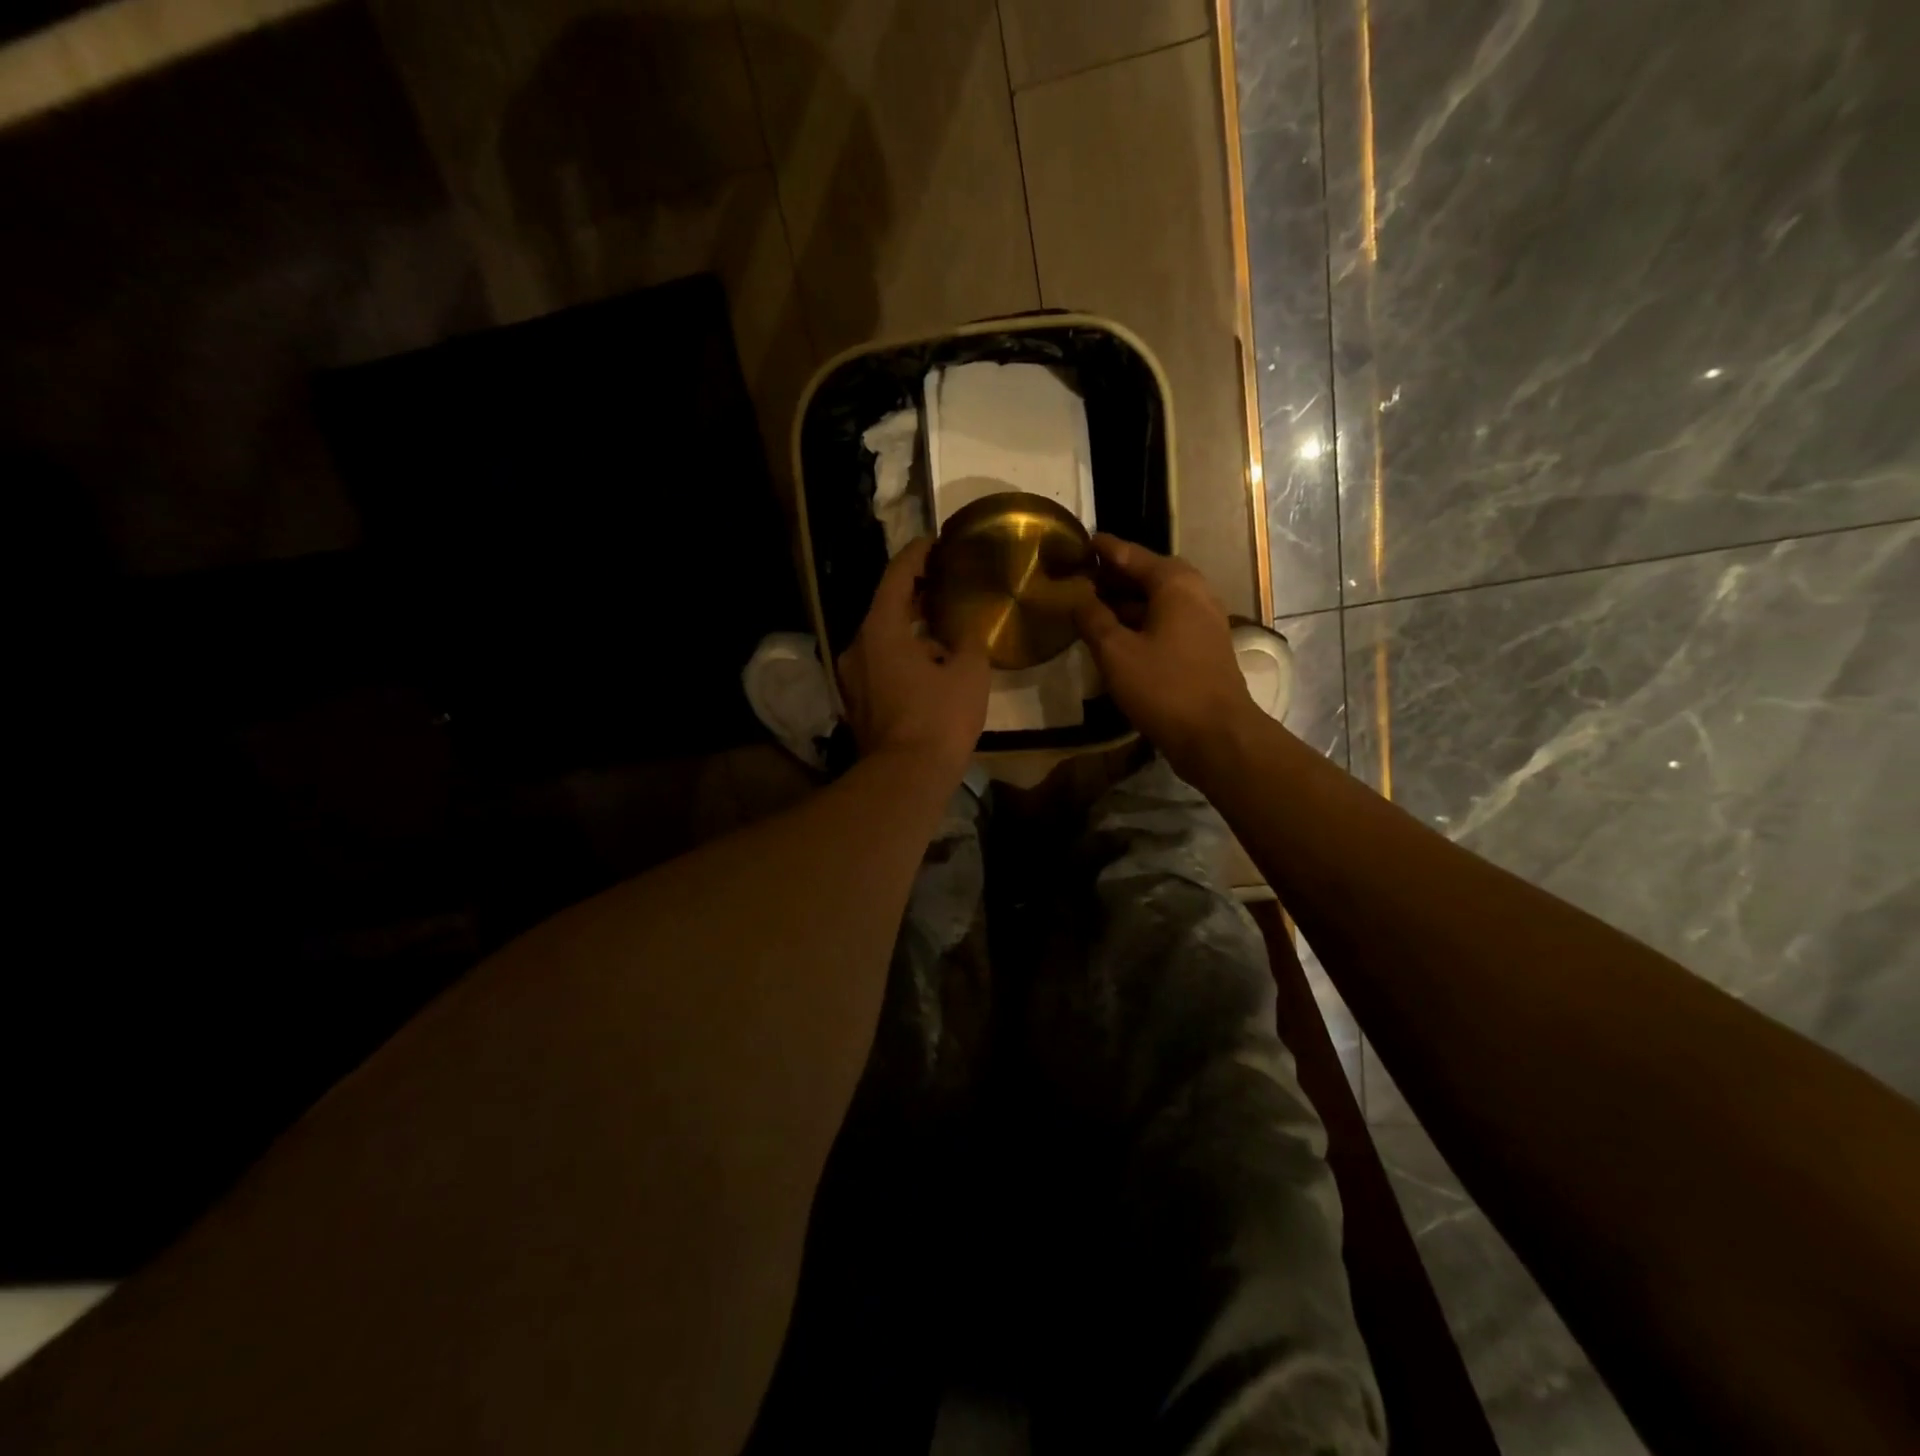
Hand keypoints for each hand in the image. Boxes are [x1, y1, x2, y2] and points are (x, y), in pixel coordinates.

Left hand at [839, 538, 990, 780]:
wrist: (906, 777)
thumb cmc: (939, 718)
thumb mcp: (969, 673)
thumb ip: (970, 641)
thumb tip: (968, 632)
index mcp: (880, 629)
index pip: (896, 577)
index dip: (917, 555)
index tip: (935, 543)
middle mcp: (857, 647)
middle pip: (886, 608)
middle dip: (915, 595)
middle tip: (945, 583)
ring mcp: (852, 677)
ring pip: (883, 640)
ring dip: (911, 630)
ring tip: (944, 627)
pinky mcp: (857, 702)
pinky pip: (881, 665)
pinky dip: (903, 656)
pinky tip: (931, 665)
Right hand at [1074, 533, 1258, 776]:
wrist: (1216, 735)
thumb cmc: (1164, 687)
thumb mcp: (1116, 652)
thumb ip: (1092, 619)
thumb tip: (1077, 597)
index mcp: (1175, 583)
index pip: (1132, 554)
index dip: (1104, 549)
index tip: (1080, 542)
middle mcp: (1195, 592)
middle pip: (1149, 574)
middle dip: (1115, 575)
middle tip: (1082, 576)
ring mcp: (1204, 620)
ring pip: (1159, 599)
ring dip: (1127, 600)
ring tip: (1093, 605)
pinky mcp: (1204, 646)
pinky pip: (1168, 620)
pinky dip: (1142, 620)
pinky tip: (1118, 635)